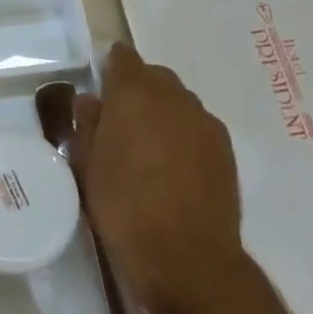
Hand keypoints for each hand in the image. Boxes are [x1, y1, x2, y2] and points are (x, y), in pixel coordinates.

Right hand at [73, 41, 247, 313]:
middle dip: (138, 90)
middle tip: (120, 123)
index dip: (110, 69)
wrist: (185, 256)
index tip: (100, 89)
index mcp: (134, 92)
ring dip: (163, 113)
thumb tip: (92, 101)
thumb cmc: (122, 204)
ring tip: (148, 148)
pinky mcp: (226, 150)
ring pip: (179, 102)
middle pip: (155, 77)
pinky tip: (173, 167)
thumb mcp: (86, 163)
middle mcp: (173, 97)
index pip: (122, 57)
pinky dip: (184, 135)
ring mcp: (205, 122)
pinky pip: (198, 127)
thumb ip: (87, 124)